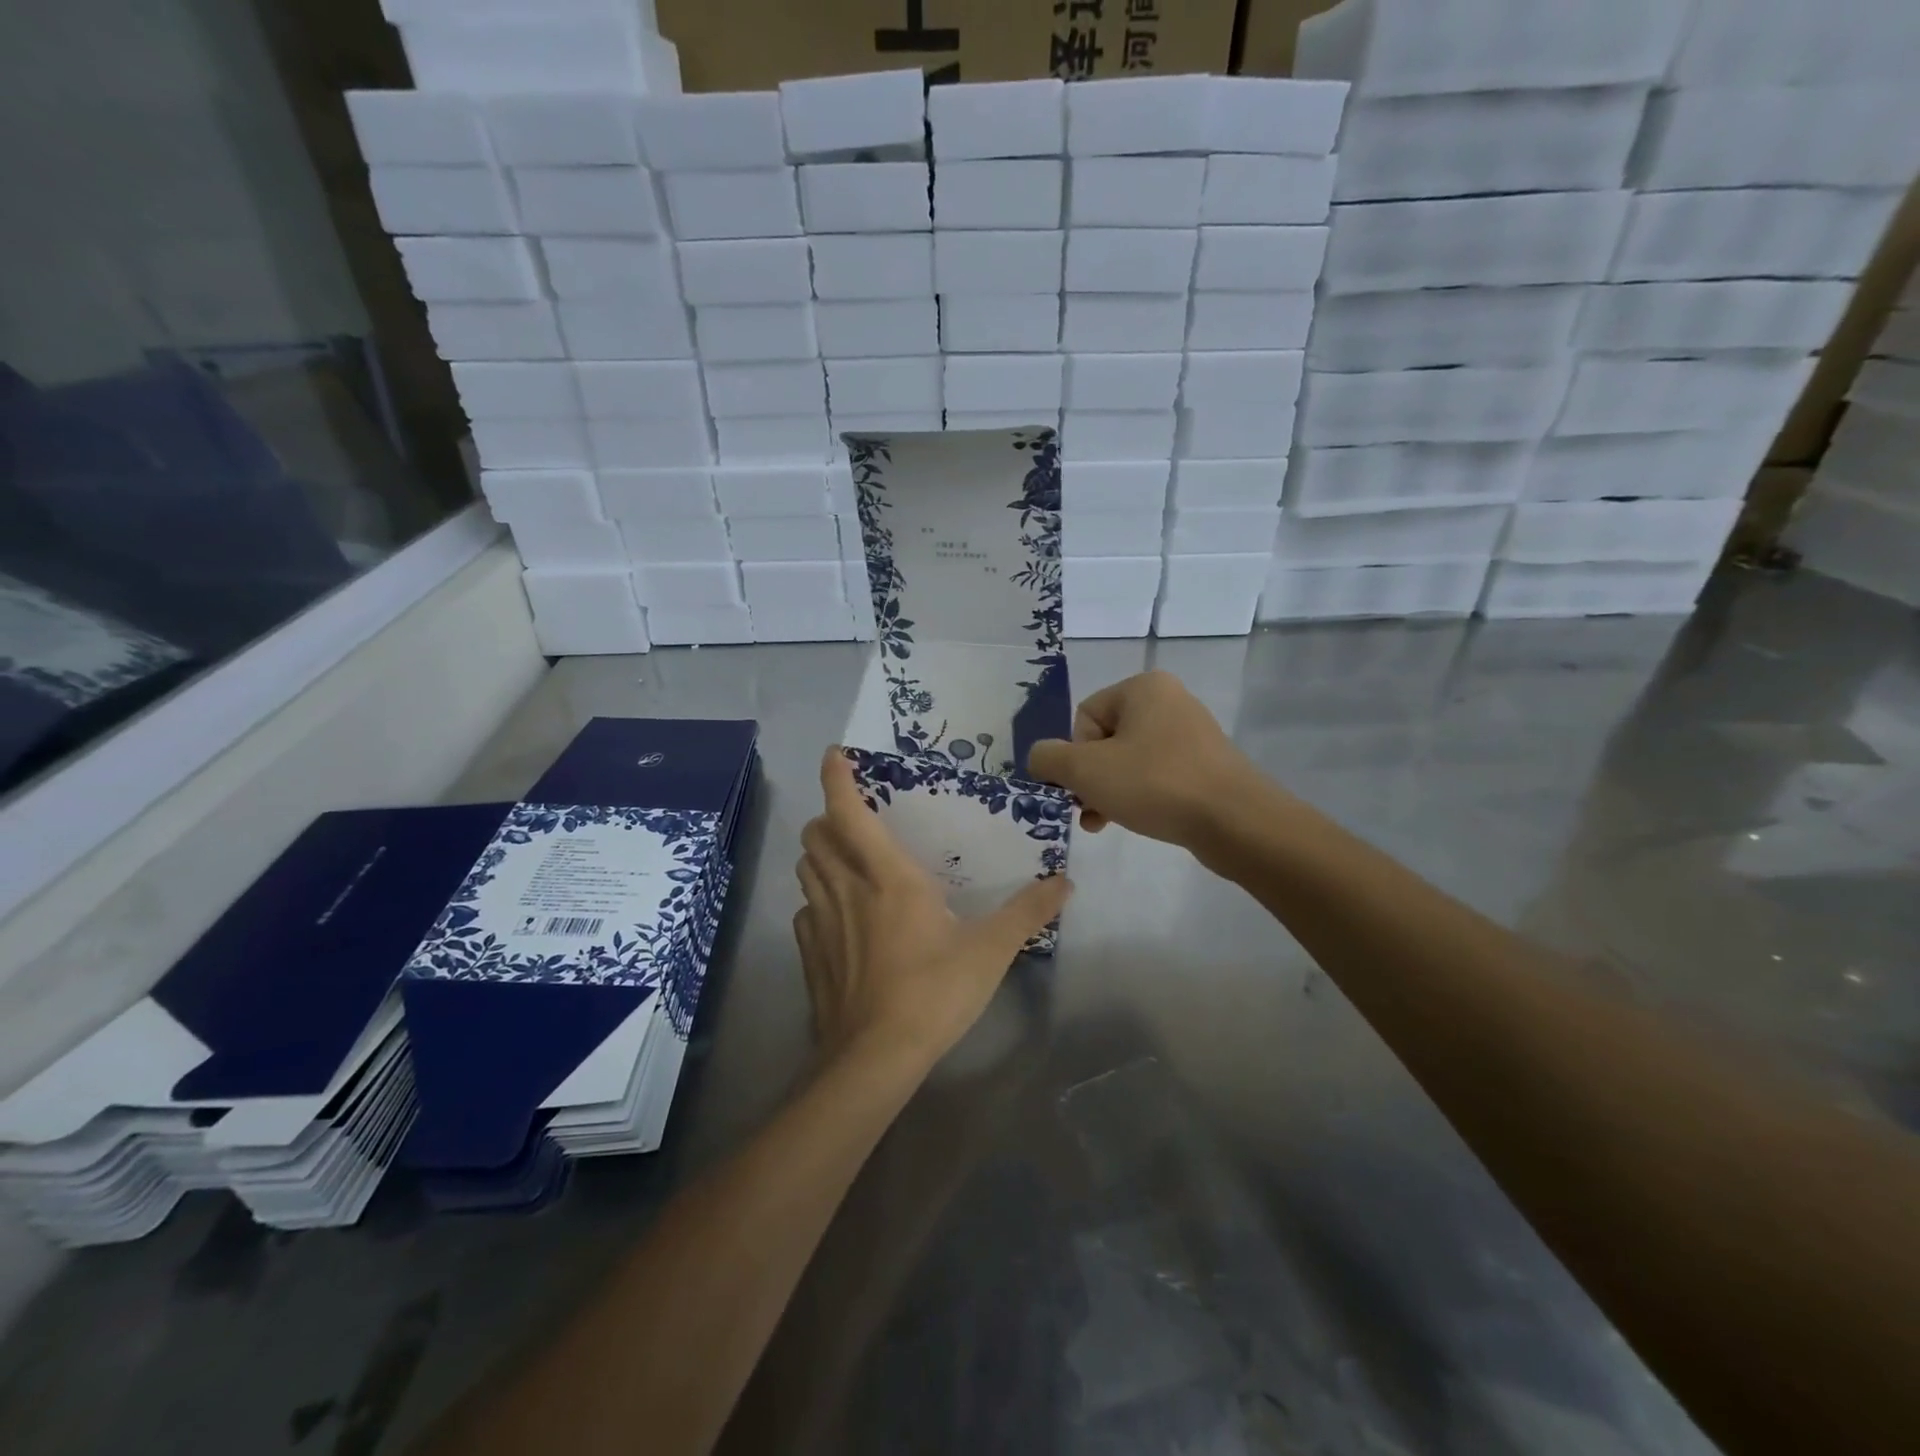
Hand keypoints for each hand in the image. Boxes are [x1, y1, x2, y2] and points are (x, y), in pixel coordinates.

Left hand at [793, 749, 1072, 1068]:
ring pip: (806, 869)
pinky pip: (805, 911)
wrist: (874, 1058)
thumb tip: (1064, 881)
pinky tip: (840, 918)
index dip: (836, 778)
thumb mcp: (990, 951)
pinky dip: (817, 900)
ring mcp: (821, 922)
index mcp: (886, 876)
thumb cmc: (933, 992)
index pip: (849, 811)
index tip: (834, 755)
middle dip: (828, 818)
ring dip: (820, 855)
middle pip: (816, 835)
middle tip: (855, 821)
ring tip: (846, 861)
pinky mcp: (808, 954)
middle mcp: (846, 888)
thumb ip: (1027, 912)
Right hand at [1027, 671, 1265, 846]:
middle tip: (1089, 810)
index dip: (1076, 755)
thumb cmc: (1155, 784)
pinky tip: (1136, 820)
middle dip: (1090, 778)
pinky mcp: (1206, 765)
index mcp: (1143, 688)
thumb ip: (1048, 758)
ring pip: (1129, 761)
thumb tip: (1040, 758)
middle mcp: (1169, 700)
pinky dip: (1140, 795)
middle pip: (1105, 740)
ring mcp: (1191, 733)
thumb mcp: (1085, 770)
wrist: (1235, 821)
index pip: (1084, 717)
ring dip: (1109, 791)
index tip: (1086, 783)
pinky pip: (1157, 775)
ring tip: (1104, 822)